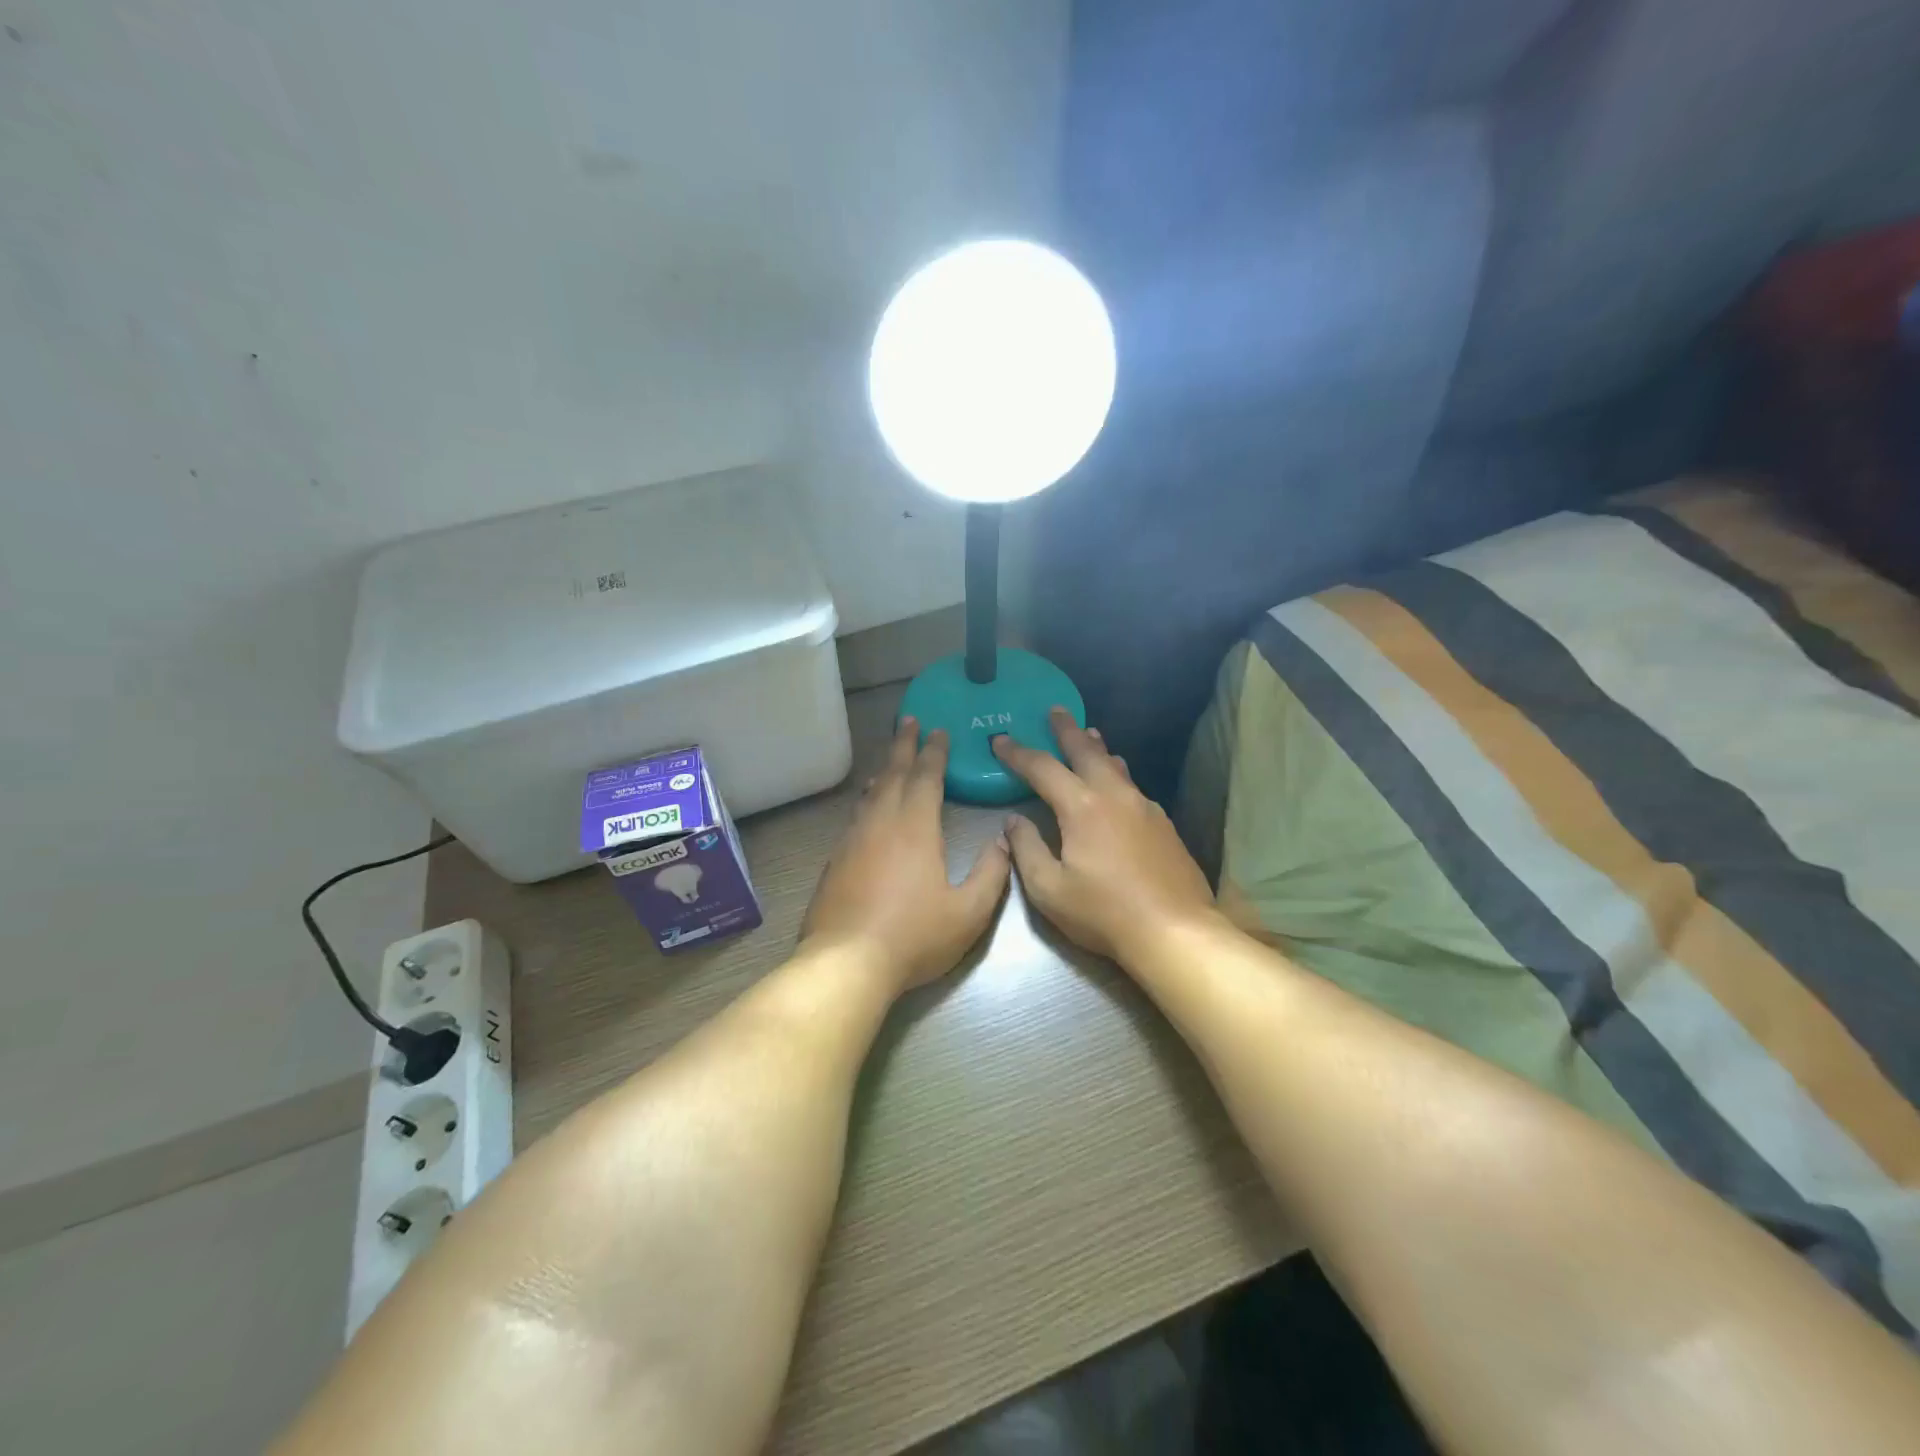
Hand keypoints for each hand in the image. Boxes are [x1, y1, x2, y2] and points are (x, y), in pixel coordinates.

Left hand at [800, 717, 1012, 992]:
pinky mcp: (835, 859)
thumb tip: (1004, 842)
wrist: (847, 961)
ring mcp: (853, 839)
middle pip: (893, 773)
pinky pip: (855, 815)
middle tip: (909, 721)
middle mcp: (881, 822)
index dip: (935, 752)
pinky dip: (866, 799)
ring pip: (870, 793)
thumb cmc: (913, 936)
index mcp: (916, 827)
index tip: (939, 730)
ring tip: (890, 760)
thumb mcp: (968, 912)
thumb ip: (991, 874)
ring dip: (883, 770)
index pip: (926, 777)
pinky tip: (867, 806)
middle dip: (904, 745)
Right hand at [992, 709, 1219, 965]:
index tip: (999, 740)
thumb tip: (1013, 822)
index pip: (1042, 768)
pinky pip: (1133, 786)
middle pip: (1086, 751)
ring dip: (1097, 748)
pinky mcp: (1163, 824)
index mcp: (1081, 807)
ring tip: (1089, 735)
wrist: (1175, 931)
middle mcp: (1114, 795)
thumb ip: (1026, 850)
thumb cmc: (1103, 912)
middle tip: (1055, 711)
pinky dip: (1117, 774)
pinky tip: (1118, 783)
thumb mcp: (1049, 889)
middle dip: (1066, 730)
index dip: (1017, 753)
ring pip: (1116, 765)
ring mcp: (1144, 807)